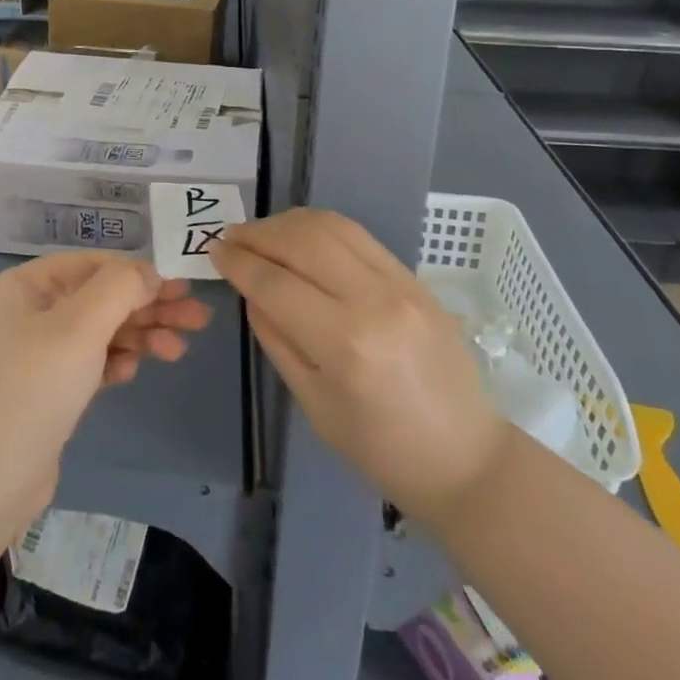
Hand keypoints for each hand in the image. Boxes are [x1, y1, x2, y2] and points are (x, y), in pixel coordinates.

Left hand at [0, 251, 212, 523]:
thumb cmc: (33, 388)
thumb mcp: (80, 326)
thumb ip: (120, 289)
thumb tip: (149, 272)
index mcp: (25, 286)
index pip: (91, 264)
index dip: (136, 271)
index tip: (180, 285)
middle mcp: (29, 313)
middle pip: (100, 298)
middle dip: (148, 306)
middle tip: (198, 317)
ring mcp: (37, 354)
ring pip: (100, 332)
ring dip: (139, 336)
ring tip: (179, 350)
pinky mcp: (48, 391)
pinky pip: (90, 363)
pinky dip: (115, 362)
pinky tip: (133, 371)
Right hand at [212, 209, 509, 524]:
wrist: (465, 457)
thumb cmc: (381, 449)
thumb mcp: (313, 404)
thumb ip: (276, 339)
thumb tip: (251, 290)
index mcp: (346, 344)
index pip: (275, 284)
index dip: (238, 263)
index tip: (214, 252)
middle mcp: (374, 301)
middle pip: (302, 241)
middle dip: (258, 233)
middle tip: (231, 238)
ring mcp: (401, 283)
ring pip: (331, 226)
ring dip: (287, 222)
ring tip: (261, 233)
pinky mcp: (414, 277)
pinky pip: (358, 235)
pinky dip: (320, 227)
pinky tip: (300, 236)